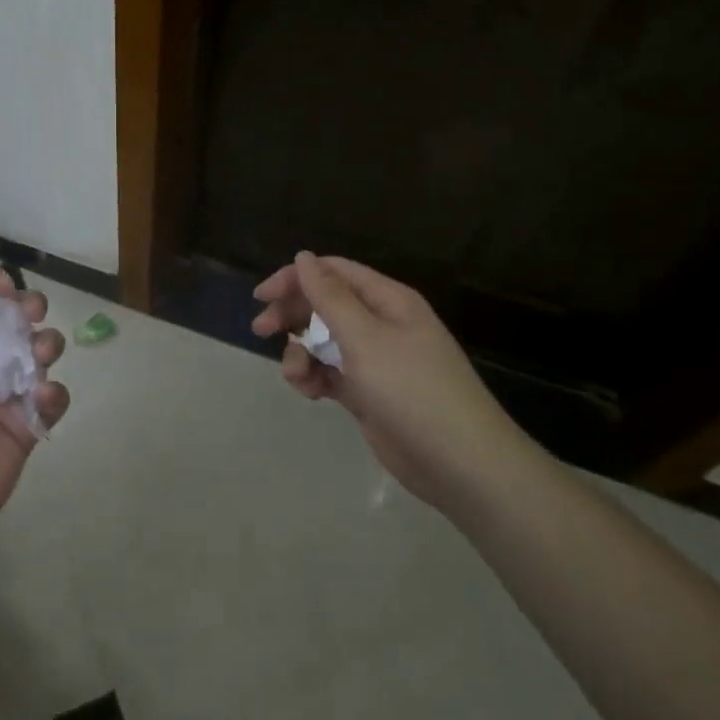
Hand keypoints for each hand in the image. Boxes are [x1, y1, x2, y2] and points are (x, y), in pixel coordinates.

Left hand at [0, 268, 68, 564]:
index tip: (6, 287)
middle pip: (14, 326)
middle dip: (29, 310)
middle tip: (33, 312)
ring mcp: (5, 398)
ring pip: (39, 357)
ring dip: (47, 345)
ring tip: (42, 354)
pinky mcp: (27, 428)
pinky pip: (52, 400)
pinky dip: (54, 393)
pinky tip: (41, 398)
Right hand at [251, 252, 521, 506]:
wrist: (459, 463)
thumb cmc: (412, 390)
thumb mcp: (365, 338)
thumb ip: (329, 297)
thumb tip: (304, 257)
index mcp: (387, 300)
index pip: (333, 272)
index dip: (295, 278)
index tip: (261, 296)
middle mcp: (381, 323)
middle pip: (325, 305)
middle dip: (292, 315)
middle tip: (261, 330)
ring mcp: (375, 360)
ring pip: (323, 341)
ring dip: (301, 353)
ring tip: (297, 376)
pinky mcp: (368, 392)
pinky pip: (330, 372)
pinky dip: (315, 378)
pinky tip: (312, 393)